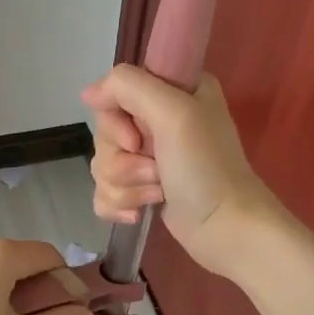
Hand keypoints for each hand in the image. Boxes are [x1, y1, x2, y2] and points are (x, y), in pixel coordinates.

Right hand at [82, 65, 278, 278]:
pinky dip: (118, 204)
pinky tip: (139, 213)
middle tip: (156, 170)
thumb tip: (88, 93)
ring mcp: (150, 156)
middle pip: (104, 133)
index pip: (114, 93)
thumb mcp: (173, 112)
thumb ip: (128, 87)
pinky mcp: (142, 188)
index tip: (135, 139)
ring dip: (125, 185)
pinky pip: (104, 190)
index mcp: (172, 91)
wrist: (226, 227)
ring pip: (102, 164)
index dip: (116, 121)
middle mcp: (160, 118)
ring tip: (157, 193)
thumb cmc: (205, 167)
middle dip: (122, 160)